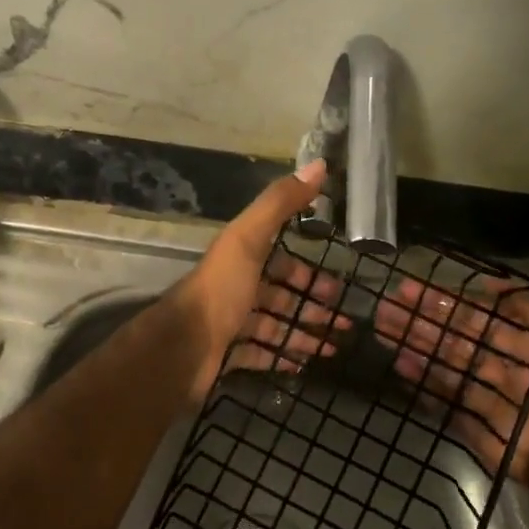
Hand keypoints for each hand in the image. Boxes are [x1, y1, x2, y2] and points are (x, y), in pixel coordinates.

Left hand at [176, 160, 350, 397]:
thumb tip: (319, 164)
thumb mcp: (249, 238)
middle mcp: (236, 288)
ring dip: (304, 332)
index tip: (338, 284)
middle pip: (280, 294)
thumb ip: (280, 204)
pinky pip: (262, 355)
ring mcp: (231, 323)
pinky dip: (284, 357)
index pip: (280, 260)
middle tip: (344, 320)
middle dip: (311, 304)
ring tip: (335, 345)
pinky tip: (306, 364)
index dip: (308, 270)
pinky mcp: (229, 355)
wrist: (184, 346)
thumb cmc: (221, 289)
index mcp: (240, 258)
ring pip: (274, 325)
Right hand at [373, 275, 528, 483]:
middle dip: (418, 320)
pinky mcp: (472, 422)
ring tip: (383, 330)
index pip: (472, 313)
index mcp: (519, 338)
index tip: (406, 288)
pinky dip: (421, 381)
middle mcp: (500, 363)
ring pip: (443, 363)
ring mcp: (483, 392)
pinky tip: (399, 363)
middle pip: (452, 337)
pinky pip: (443, 396)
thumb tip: (487, 283)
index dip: (440, 300)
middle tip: (384, 308)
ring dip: (414, 345)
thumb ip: (522, 299)